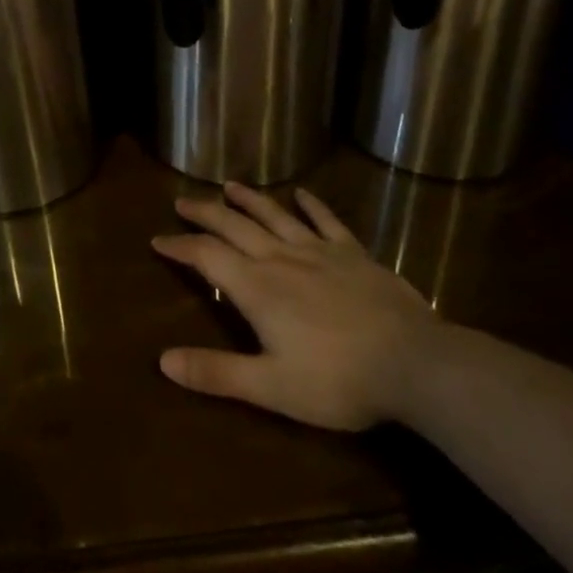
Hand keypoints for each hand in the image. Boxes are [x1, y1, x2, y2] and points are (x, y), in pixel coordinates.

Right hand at [154, 183, 441, 430]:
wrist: (414, 364)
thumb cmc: (338, 380)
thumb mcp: (271, 387)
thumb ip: (217, 372)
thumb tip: (162, 361)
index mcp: (257, 287)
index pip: (206, 256)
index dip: (179, 246)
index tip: (158, 239)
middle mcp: (281, 258)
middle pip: (234, 225)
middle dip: (204, 212)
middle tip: (182, 202)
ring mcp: (320, 251)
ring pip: (275, 215)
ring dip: (249, 199)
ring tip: (229, 185)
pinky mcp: (353, 253)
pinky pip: (326, 220)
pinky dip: (311, 205)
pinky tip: (302, 193)